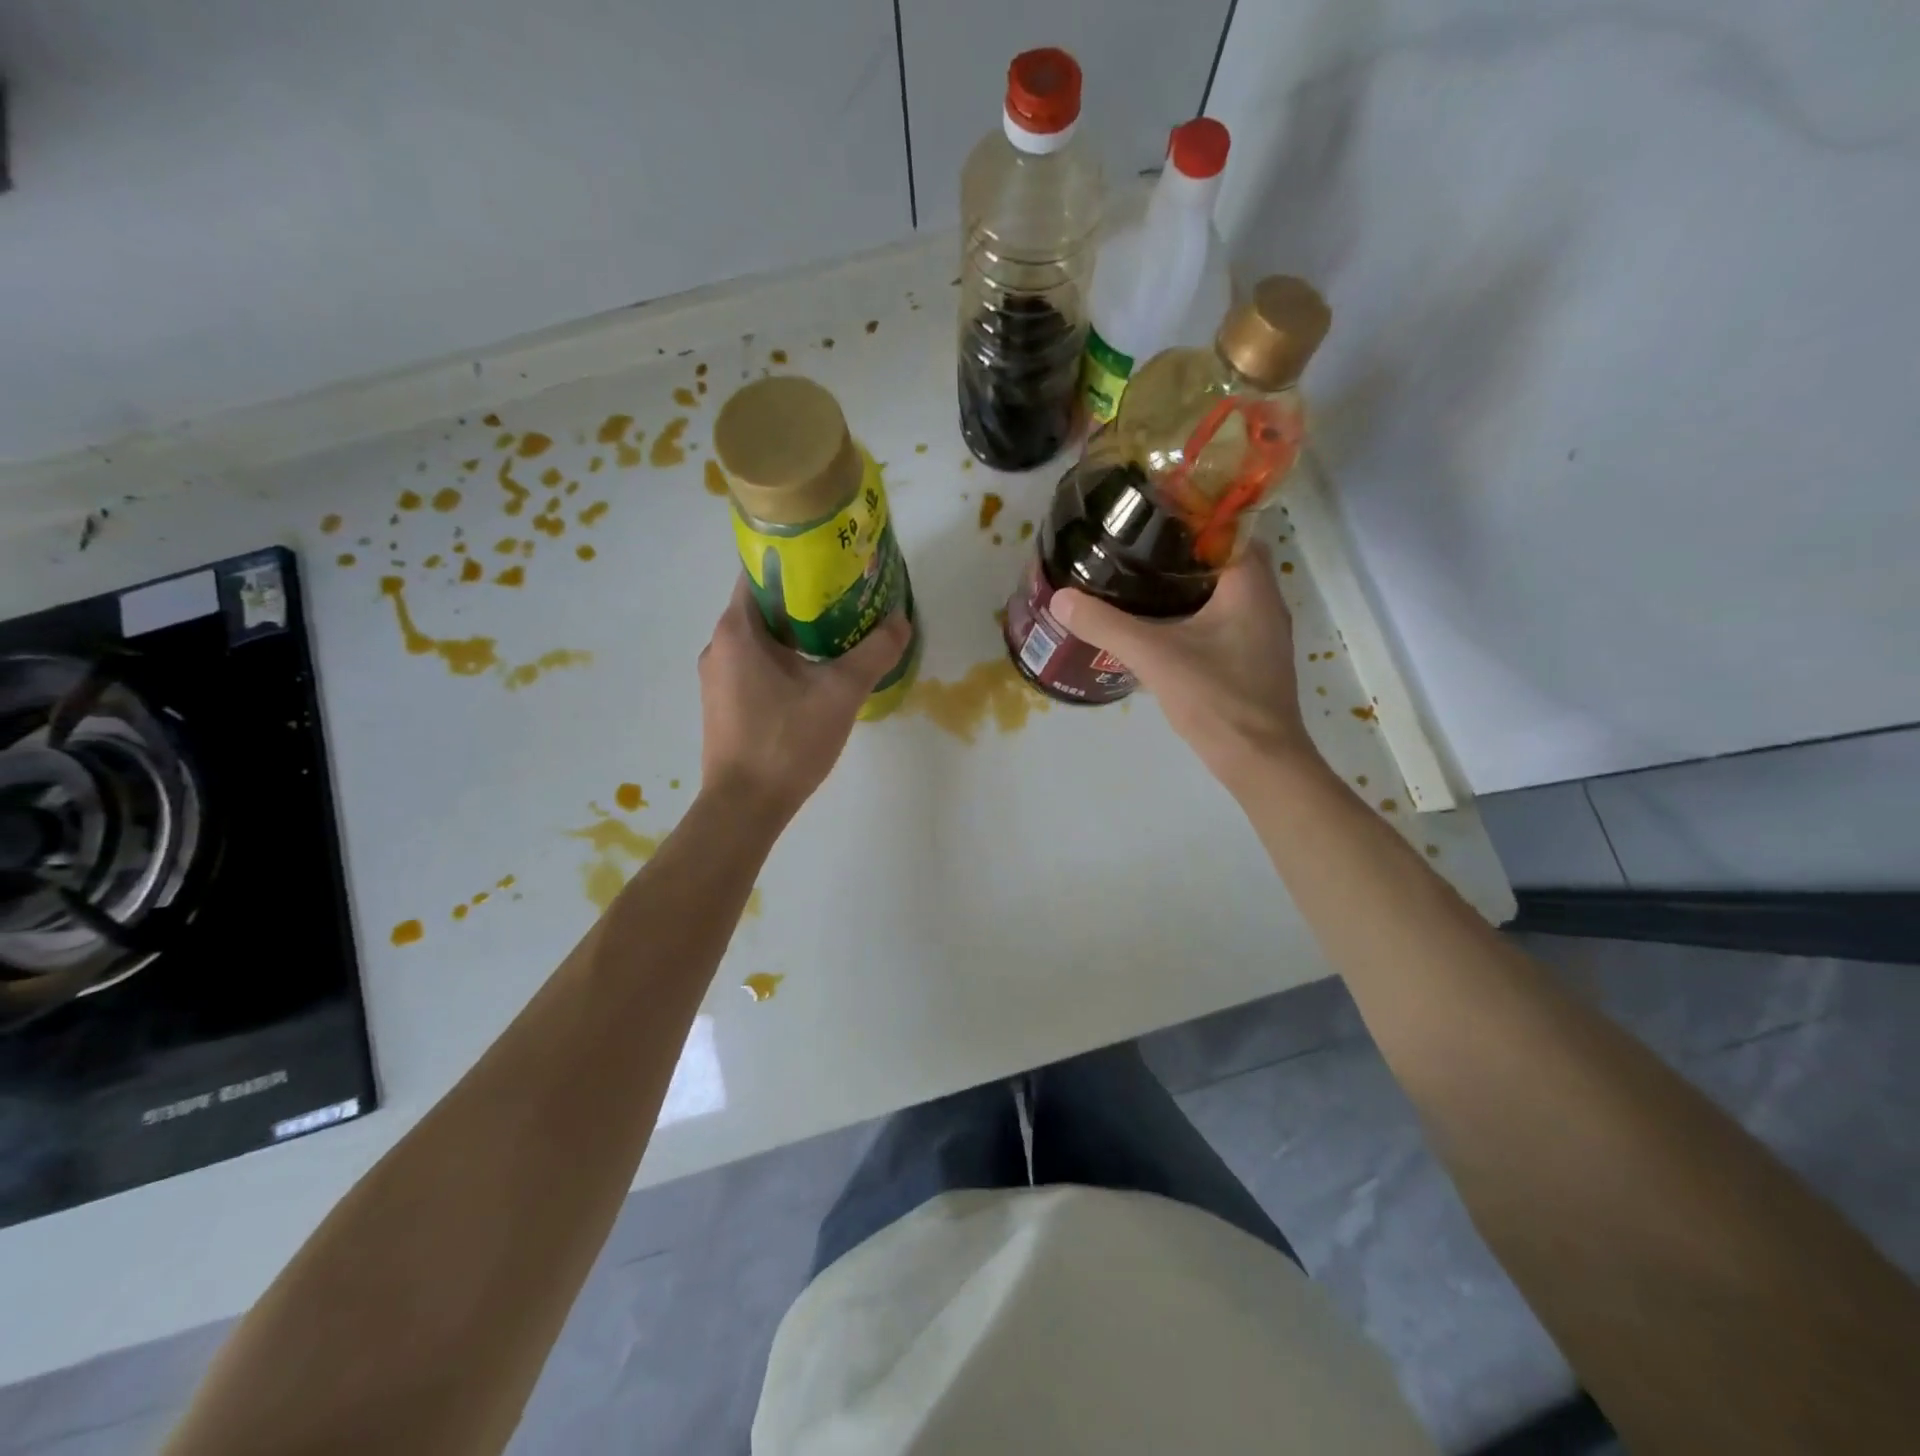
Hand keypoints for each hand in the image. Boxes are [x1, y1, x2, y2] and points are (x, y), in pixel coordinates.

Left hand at [698, 576, 911, 821]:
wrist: (745, 808)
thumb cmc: (787, 741)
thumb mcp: (840, 693)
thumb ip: (873, 652)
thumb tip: (901, 621)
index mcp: (737, 630)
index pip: (759, 573)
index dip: (796, 563)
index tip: (831, 563)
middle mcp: (719, 646)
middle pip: (763, 607)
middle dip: (804, 600)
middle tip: (847, 599)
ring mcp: (717, 679)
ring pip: (760, 640)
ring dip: (795, 634)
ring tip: (838, 637)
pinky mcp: (724, 706)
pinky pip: (754, 667)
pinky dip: (783, 661)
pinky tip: (814, 678)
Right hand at [1050, 542, 1318, 792]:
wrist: (1259, 761)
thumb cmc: (1216, 699)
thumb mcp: (1154, 656)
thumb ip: (1106, 625)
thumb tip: (1061, 598)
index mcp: (1250, 585)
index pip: (1227, 527)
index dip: (1189, 517)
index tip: (1147, 518)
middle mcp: (1265, 600)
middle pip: (1222, 559)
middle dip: (1180, 552)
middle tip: (1133, 551)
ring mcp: (1262, 633)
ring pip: (1222, 592)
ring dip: (1186, 585)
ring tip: (1137, 584)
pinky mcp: (1254, 659)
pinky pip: (1222, 620)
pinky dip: (1193, 615)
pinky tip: (1160, 629)